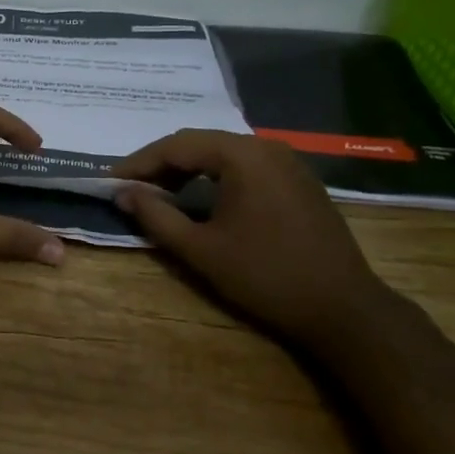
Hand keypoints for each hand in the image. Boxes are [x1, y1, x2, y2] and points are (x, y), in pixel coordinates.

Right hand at [111, 130, 401, 348]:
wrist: (344, 310)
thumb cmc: (265, 276)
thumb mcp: (200, 249)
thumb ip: (156, 216)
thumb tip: (123, 192)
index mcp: (242, 156)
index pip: (177, 145)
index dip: (139, 162)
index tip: (110, 181)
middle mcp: (266, 147)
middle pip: (200, 143)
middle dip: (161, 163)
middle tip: (131, 187)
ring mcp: (288, 162)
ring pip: (222, 153)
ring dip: (187, 169)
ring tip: (159, 193)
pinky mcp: (299, 181)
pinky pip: (245, 166)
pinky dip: (215, 177)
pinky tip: (200, 199)